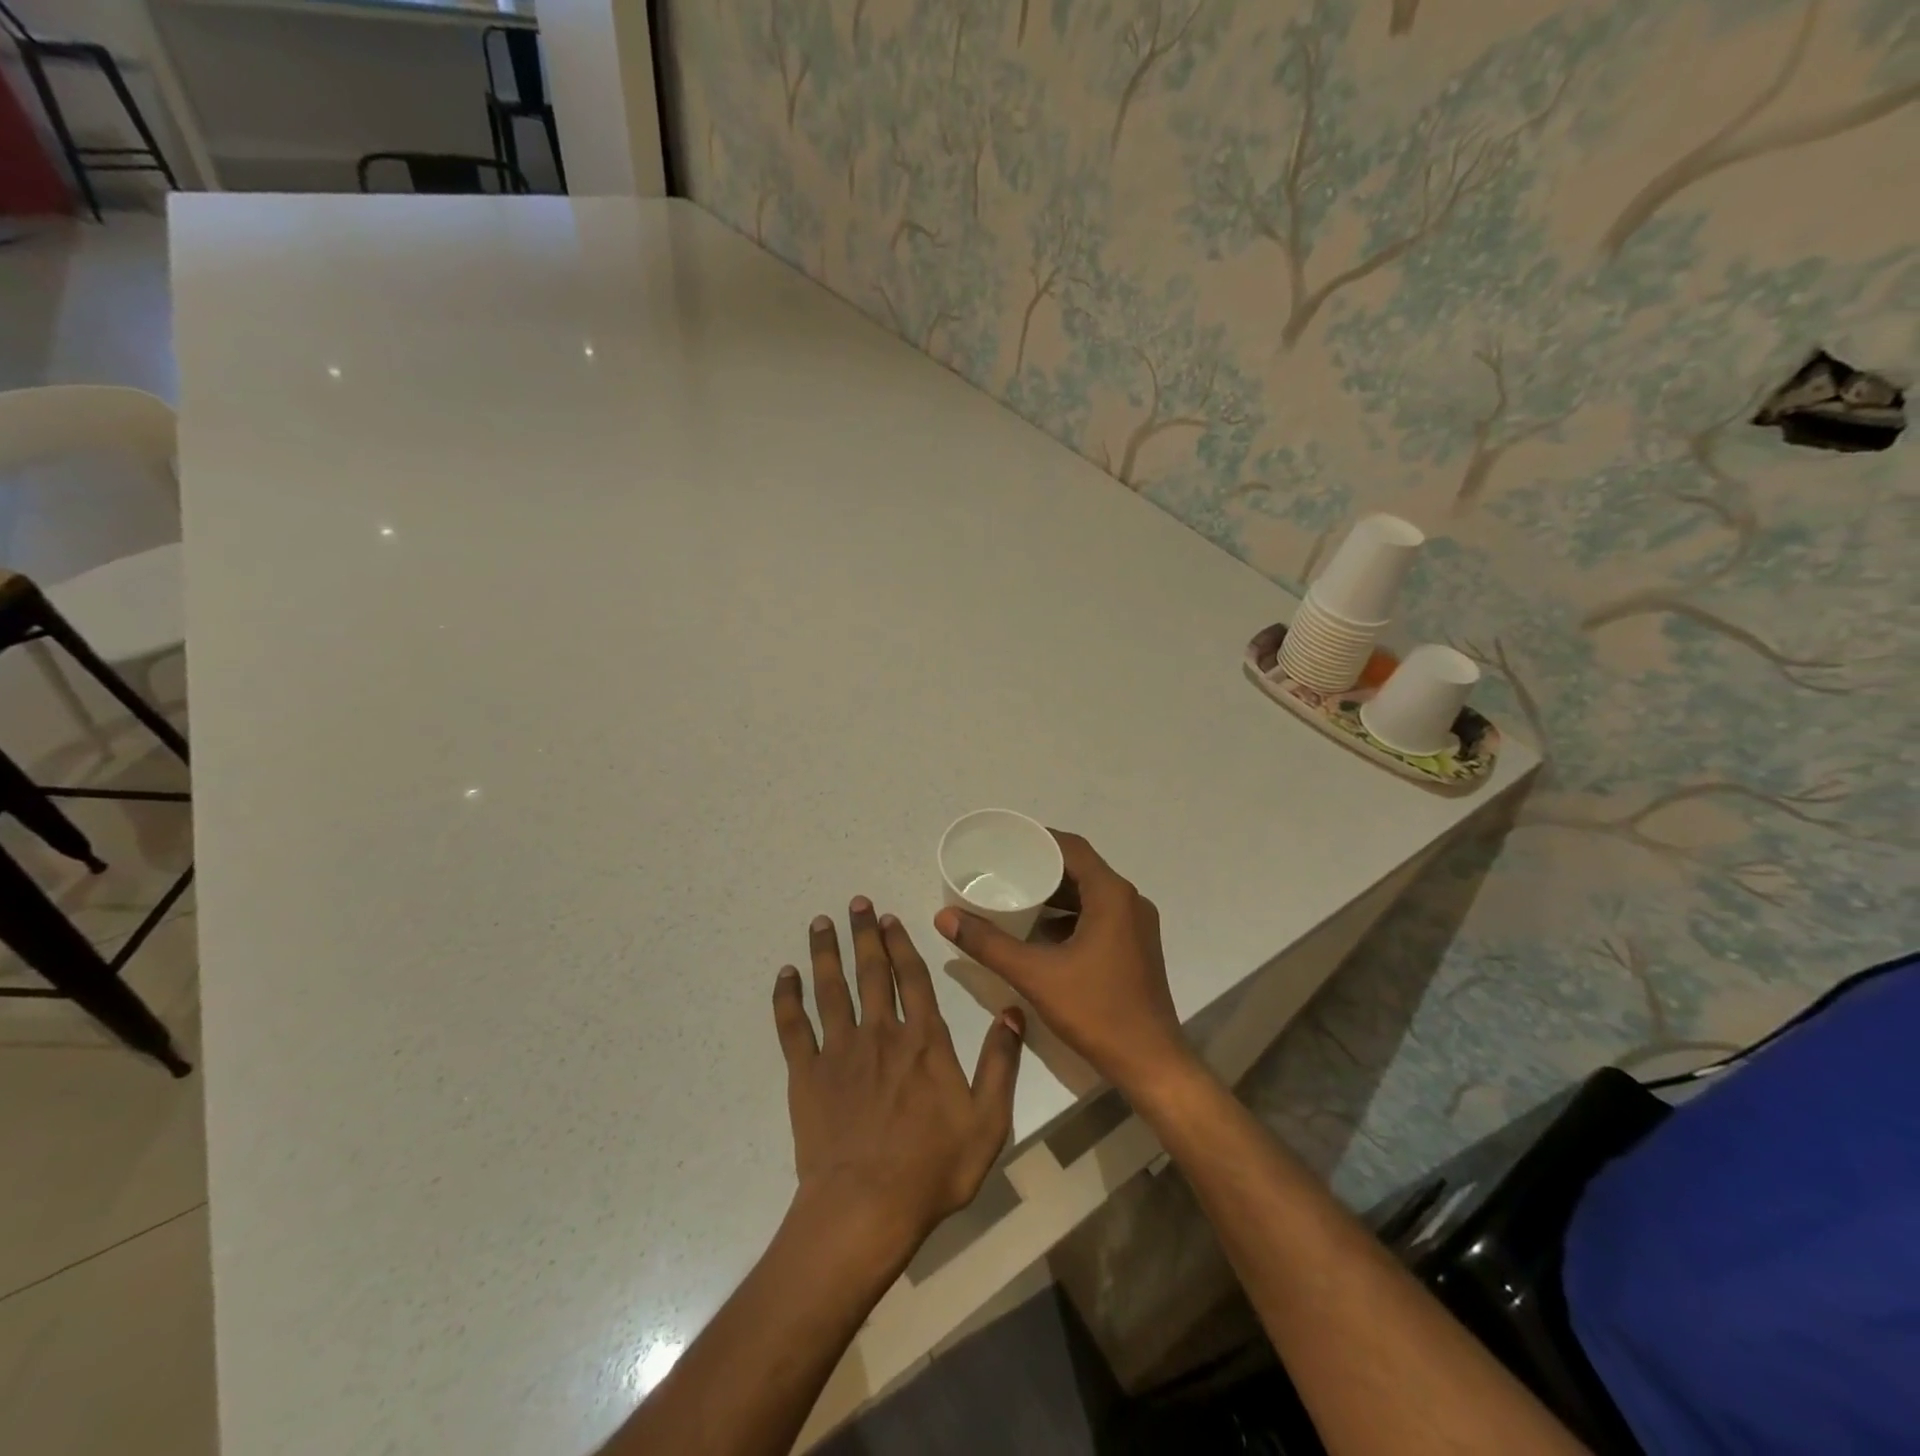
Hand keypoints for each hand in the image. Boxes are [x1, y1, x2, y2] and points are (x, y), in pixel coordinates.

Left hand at [773, 897, 1023, 1264]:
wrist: (866, 1208)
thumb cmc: (933, 1168)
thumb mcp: (988, 1121)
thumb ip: (1001, 1062)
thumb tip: (1013, 1011)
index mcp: (923, 1040)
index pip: (912, 978)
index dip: (901, 945)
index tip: (890, 919)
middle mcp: (881, 1033)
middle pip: (870, 972)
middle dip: (864, 934)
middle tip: (856, 902)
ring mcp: (839, 1051)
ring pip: (831, 989)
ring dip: (826, 953)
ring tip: (820, 922)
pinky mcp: (807, 1075)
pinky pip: (793, 1027)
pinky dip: (786, 998)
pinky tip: (784, 975)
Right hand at [933, 831, 1194, 1099]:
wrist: (1150, 1063)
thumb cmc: (1096, 1011)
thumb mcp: (1035, 974)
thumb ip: (988, 943)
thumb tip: (944, 916)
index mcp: (1112, 895)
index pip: (1072, 848)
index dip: (1039, 839)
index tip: (1006, 842)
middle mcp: (1129, 901)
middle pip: (1081, 869)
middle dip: (1043, 867)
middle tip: (1003, 869)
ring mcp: (1137, 926)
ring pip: (1090, 894)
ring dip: (1056, 893)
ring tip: (1016, 895)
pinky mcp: (1136, 947)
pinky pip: (1099, 915)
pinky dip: (1070, 916)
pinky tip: (1041, 932)